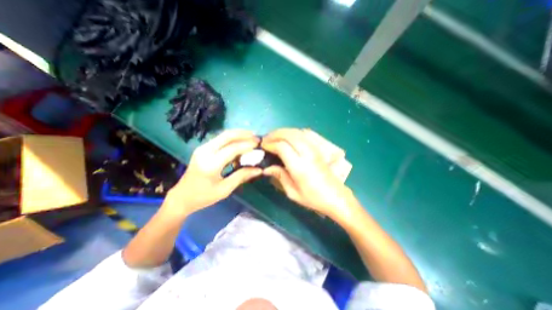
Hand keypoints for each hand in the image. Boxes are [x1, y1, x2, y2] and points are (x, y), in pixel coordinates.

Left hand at [164, 130, 261, 216]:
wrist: (181, 197)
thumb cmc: (203, 196)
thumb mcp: (225, 189)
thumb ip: (242, 176)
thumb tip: (259, 169)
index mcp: (211, 164)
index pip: (233, 149)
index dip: (247, 145)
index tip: (259, 145)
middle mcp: (205, 151)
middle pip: (227, 136)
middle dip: (243, 134)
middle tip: (256, 137)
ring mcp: (202, 148)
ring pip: (223, 135)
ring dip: (238, 134)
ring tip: (251, 137)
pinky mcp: (202, 148)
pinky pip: (220, 139)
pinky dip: (232, 138)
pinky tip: (240, 141)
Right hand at [262, 129, 359, 222]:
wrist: (336, 197)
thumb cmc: (313, 198)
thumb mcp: (293, 193)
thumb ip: (280, 176)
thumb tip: (266, 168)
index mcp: (300, 167)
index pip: (282, 147)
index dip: (271, 144)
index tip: (263, 146)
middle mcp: (307, 154)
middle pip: (289, 135)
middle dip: (275, 134)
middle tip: (266, 139)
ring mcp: (314, 149)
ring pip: (297, 132)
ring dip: (283, 131)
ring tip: (274, 136)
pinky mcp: (318, 149)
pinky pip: (304, 135)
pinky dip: (293, 132)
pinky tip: (287, 137)